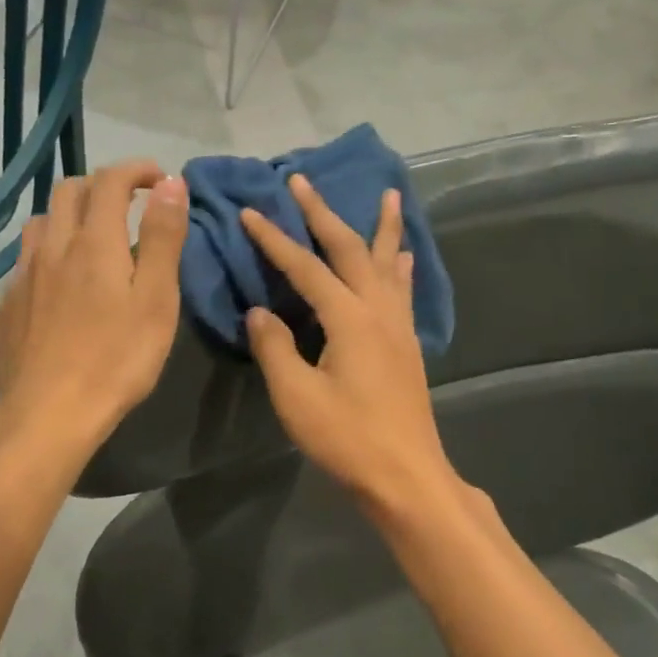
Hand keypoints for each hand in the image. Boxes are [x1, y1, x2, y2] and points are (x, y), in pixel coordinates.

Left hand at [0, 160, 187, 460]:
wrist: (46, 412)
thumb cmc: (115, 359)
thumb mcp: (156, 299)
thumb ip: (163, 238)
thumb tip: (171, 183)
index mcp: (94, 242)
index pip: (110, 181)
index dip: (136, 170)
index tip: (159, 179)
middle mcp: (53, 246)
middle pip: (69, 191)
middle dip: (102, 185)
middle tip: (130, 204)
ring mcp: (24, 275)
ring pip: (42, 221)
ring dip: (71, 214)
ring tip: (94, 237)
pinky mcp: (9, 303)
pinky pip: (28, 258)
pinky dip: (51, 250)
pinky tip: (62, 281)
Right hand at [239, 174, 457, 517]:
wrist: (405, 475)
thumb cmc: (347, 438)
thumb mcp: (296, 396)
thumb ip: (275, 347)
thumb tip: (260, 312)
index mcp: (349, 318)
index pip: (305, 267)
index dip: (275, 239)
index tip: (250, 211)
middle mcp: (378, 310)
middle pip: (350, 249)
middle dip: (324, 213)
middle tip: (304, 181)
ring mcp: (398, 326)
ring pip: (387, 262)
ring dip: (383, 227)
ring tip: (390, 194)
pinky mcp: (407, 344)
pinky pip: (402, 289)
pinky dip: (400, 265)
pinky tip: (404, 256)